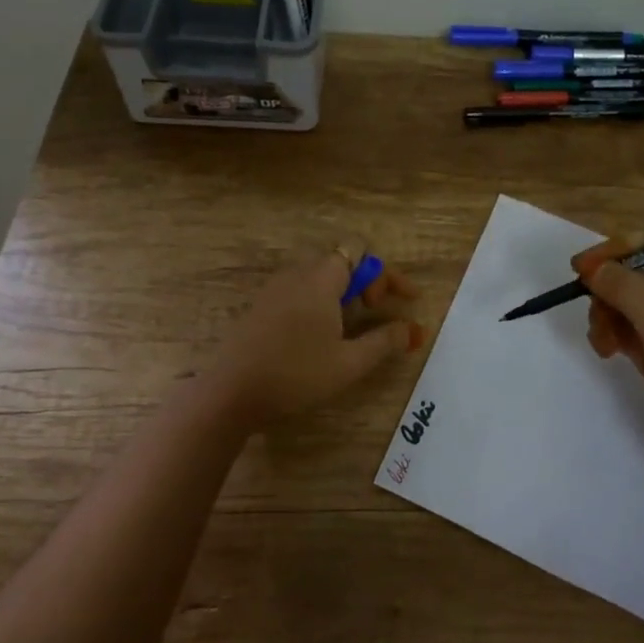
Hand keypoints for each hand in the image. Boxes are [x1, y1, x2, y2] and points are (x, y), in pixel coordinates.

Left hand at [204, 240, 422, 427]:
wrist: (231, 392)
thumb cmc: (296, 374)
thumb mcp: (349, 363)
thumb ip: (384, 342)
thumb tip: (411, 329)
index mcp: (321, 278)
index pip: (359, 250)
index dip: (384, 274)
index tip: (398, 303)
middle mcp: (297, 273)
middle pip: (339, 259)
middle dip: (365, 279)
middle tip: (375, 309)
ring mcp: (275, 287)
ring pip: (317, 274)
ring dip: (342, 290)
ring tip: (352, 322)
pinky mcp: (261, 305)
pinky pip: (299, 288)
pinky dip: (320, 299)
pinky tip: (320, 332)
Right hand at [577, 239, 643, 461]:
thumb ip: (627, 291)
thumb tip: (591, 266)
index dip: (612, 253)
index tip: (581, 269)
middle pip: (625, 274)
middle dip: (605, 293)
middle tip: (596, 315)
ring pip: (617, 302)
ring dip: (603, 318)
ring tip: (604, 344)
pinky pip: (618, 327)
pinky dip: (607, 335)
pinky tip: (606, 353)